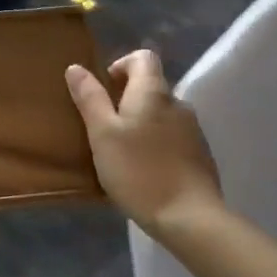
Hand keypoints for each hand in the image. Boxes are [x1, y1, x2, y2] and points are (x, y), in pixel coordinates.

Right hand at [67, 49, 225, 239]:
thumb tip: (76, 68)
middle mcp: (178, 104)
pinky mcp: (200, 156)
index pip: (142, 58)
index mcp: (153, 93)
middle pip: (151, 87)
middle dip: (126, 99)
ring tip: (121, 152)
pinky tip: (144, 171)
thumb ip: (90, 98)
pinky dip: (156, 144)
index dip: (120, 65)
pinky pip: (172, 137)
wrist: (190, 218)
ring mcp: (193, 131)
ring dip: (141, 124)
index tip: (103, 90)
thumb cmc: (138, 171)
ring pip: (161, 114)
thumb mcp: (102, 134)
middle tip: (104, 127)